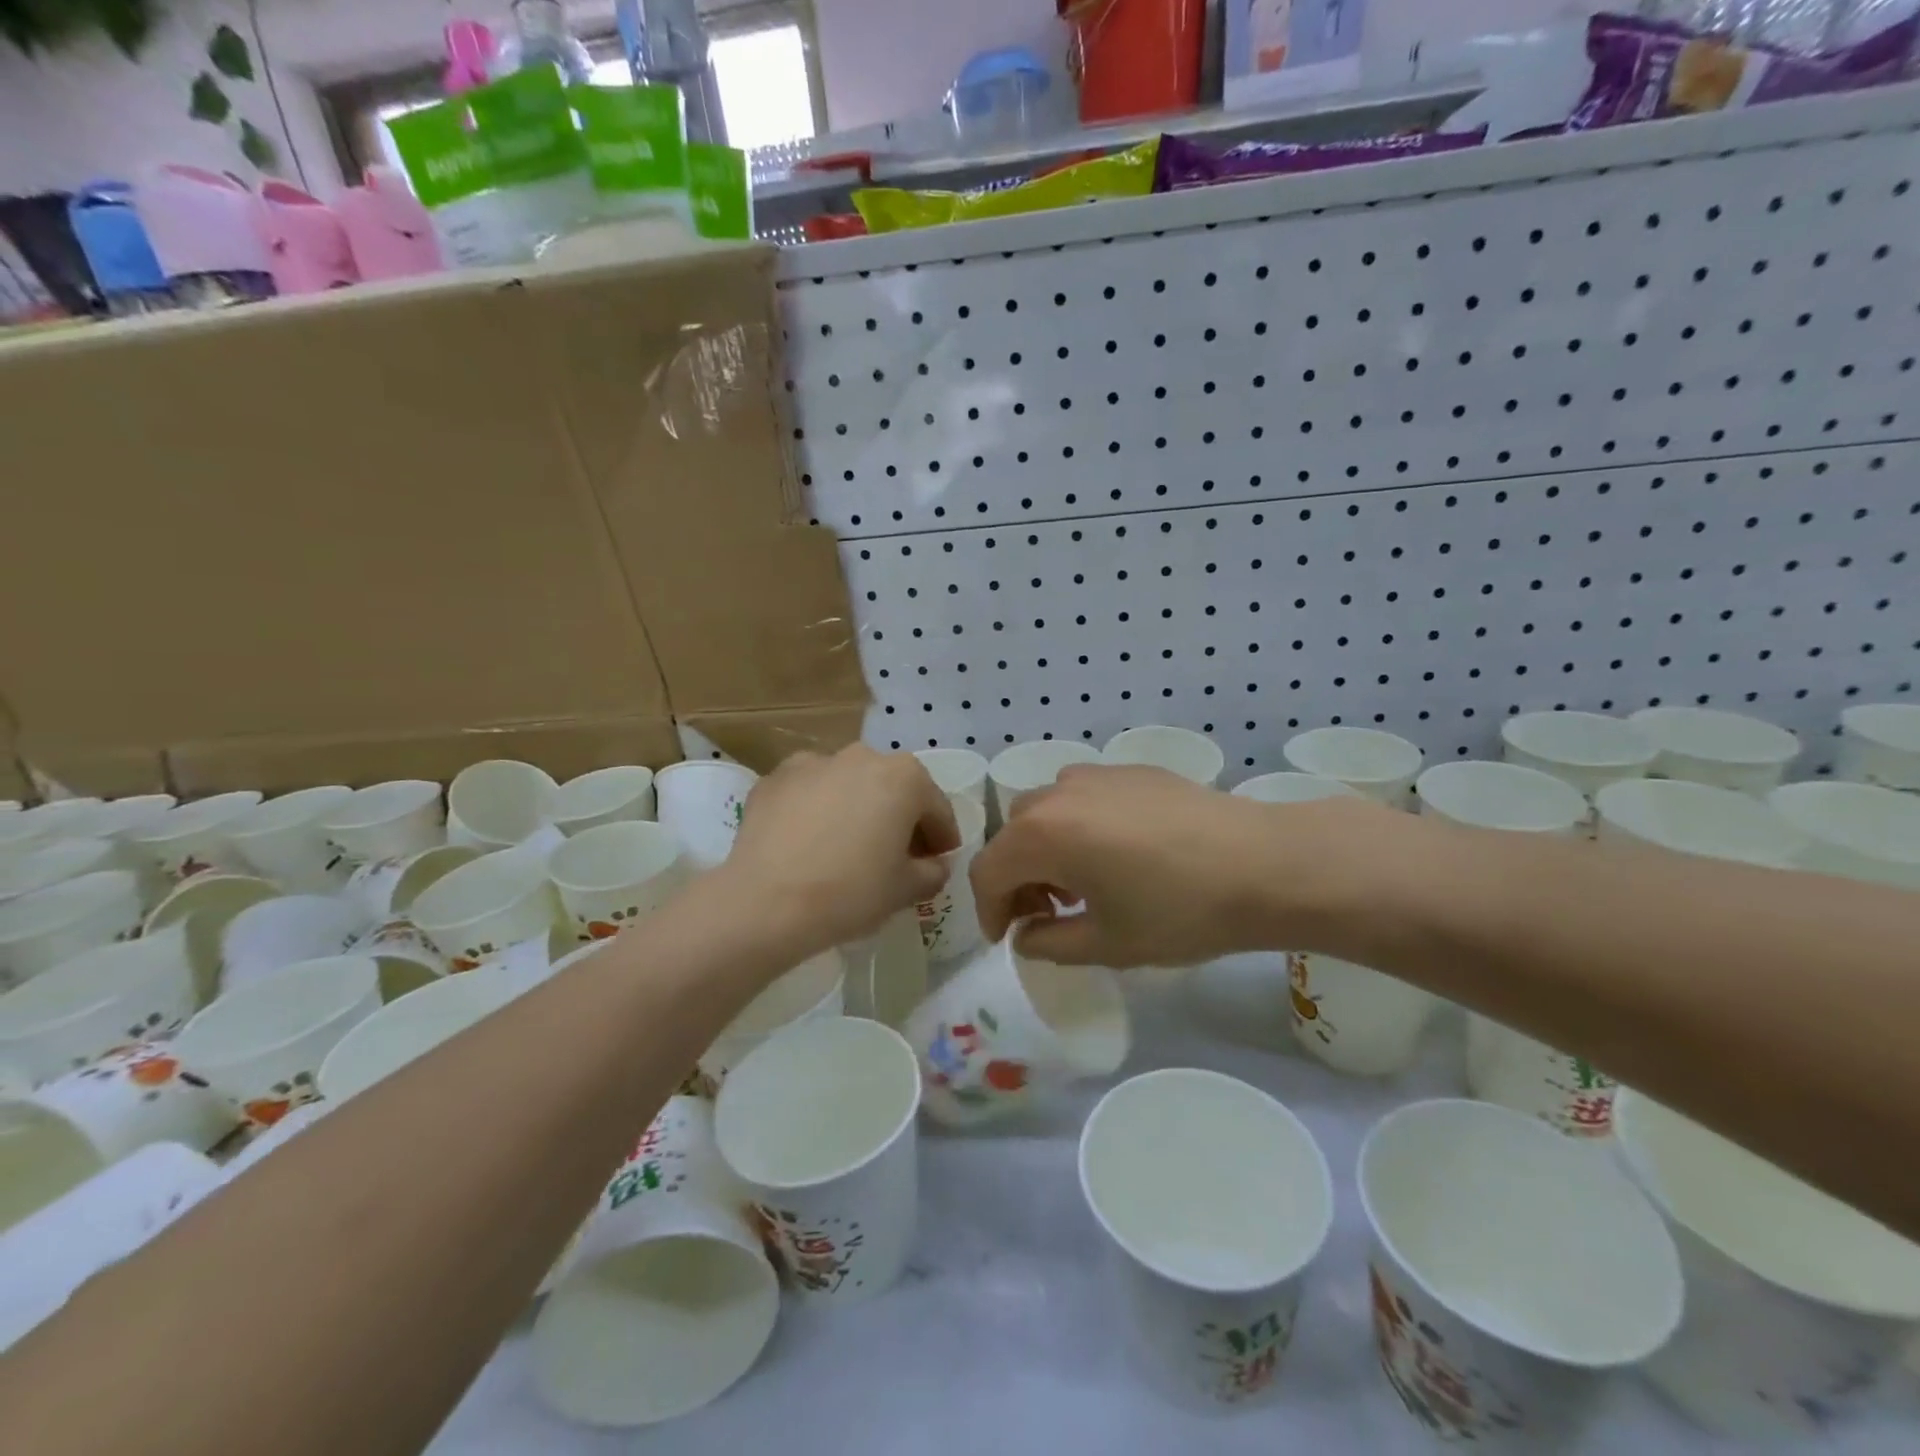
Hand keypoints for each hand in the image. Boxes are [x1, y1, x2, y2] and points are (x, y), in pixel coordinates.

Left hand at [723, 745, 958, 958]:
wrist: (766, 903)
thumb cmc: (851, 892)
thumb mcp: (906, 890)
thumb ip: (932, 872)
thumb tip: (934, 865)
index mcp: (904, 777)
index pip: (936, 808)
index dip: (942, 839)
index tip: (939, 862)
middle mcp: (861, 756)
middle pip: (892, 789)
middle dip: (899, 819)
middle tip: (896, 857)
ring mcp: (813, 762)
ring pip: (848, 786)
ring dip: (856, 809)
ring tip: (846, 848)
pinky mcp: (774, 779)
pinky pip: (809, 793)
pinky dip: (815, 811)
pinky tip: (808, 843)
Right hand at [968, 764, 1375, 967]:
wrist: (1264, 864)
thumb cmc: (1179, 911)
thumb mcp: (1108, 944)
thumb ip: (1050, 943)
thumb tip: (1026, 935)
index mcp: (1043, 836)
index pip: (988, 871)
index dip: (989, 910)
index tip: (1008, 939)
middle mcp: (1059, 794)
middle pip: (1013, 835)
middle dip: (1018, 878)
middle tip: (1047, 913)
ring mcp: (1097, 775)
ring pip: (1047, 810)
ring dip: (1046, 847)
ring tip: (1082, 881)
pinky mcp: (1131, 770)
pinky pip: (1084, 795)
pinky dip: (1079, 824)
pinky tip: (1119, 852)